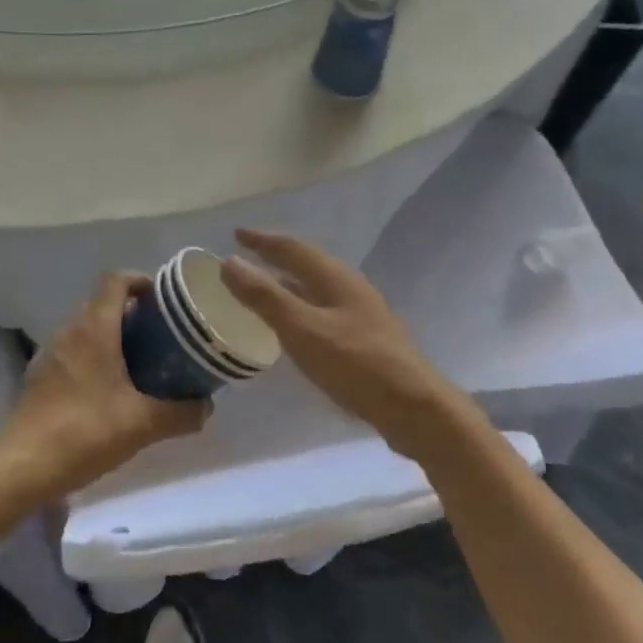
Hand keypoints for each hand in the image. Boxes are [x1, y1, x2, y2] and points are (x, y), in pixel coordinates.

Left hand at [0, 273, 209, 502]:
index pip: (115, 280)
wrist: (22, 467)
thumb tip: (207, 407)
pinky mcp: (39, 377)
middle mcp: (69, 331)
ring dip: (111, 336)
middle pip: (102, 304)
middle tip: (160, 335)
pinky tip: (108, 390)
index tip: (163, 300)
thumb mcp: (143, 424)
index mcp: (94, 329)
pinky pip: (72, 352)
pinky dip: (93, 357)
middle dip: (132, 312)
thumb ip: (181, 413)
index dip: (141, 281)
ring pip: (86, 329)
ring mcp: (50, 353)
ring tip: (139, 362)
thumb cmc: (85, 432)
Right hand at [220, 229, 470, 460]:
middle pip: (306, 266)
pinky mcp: (364, 341)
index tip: (236, 234)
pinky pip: (322, 313)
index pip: (293, 248)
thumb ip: (265, 297)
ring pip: (315, 290)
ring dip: (287, 286)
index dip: (262, 240)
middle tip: (244, 260)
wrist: (414, 408)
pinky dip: (299, 310)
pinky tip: (293, 330)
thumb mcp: (303, 329)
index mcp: (335, 278)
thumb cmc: (356, 364)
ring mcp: (360, 315)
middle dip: (274, 260)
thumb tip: (229, 262)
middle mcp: (349, 289)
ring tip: (262, 291)